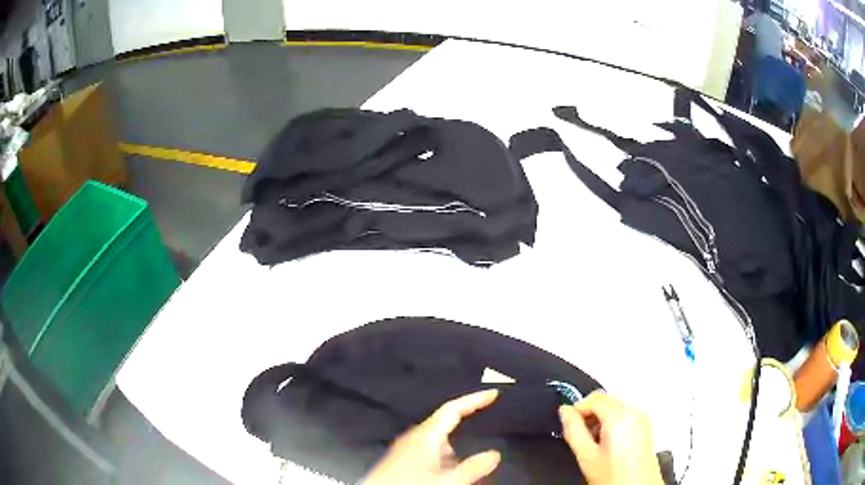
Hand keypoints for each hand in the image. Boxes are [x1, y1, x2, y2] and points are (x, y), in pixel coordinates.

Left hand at [363, 390, 501, 484]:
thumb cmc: (408, 484)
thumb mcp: (446, 480)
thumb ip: (472, 467)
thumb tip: (494, 455)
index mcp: (425, 435)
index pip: (453, 408)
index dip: (474, 399)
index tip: (492, 394)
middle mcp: (414, 437)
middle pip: (445, 424)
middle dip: (466, 425)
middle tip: (486, 425)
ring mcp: (405, 448)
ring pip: (437, 441)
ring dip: (454, 447)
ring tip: (467, 461)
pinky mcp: (401, 459)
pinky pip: (428, 452)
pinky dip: (443, 457)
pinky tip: (445, 472)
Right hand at [559, 392, 663, 484]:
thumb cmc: (615, 478)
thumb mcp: (587, 456)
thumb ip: (573, 431)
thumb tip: (565, 412)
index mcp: (621, 417)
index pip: (595, 398)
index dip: (578, 409)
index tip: (569, 422)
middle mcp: (636, 412)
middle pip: (607, 400)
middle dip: (590, 414)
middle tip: (580, 435)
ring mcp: (644, 418)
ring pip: (616, 407)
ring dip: (601, 419)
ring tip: (593, 442)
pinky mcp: (647, 426)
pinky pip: (626, 414)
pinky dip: (613, 422)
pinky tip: (607, 442)